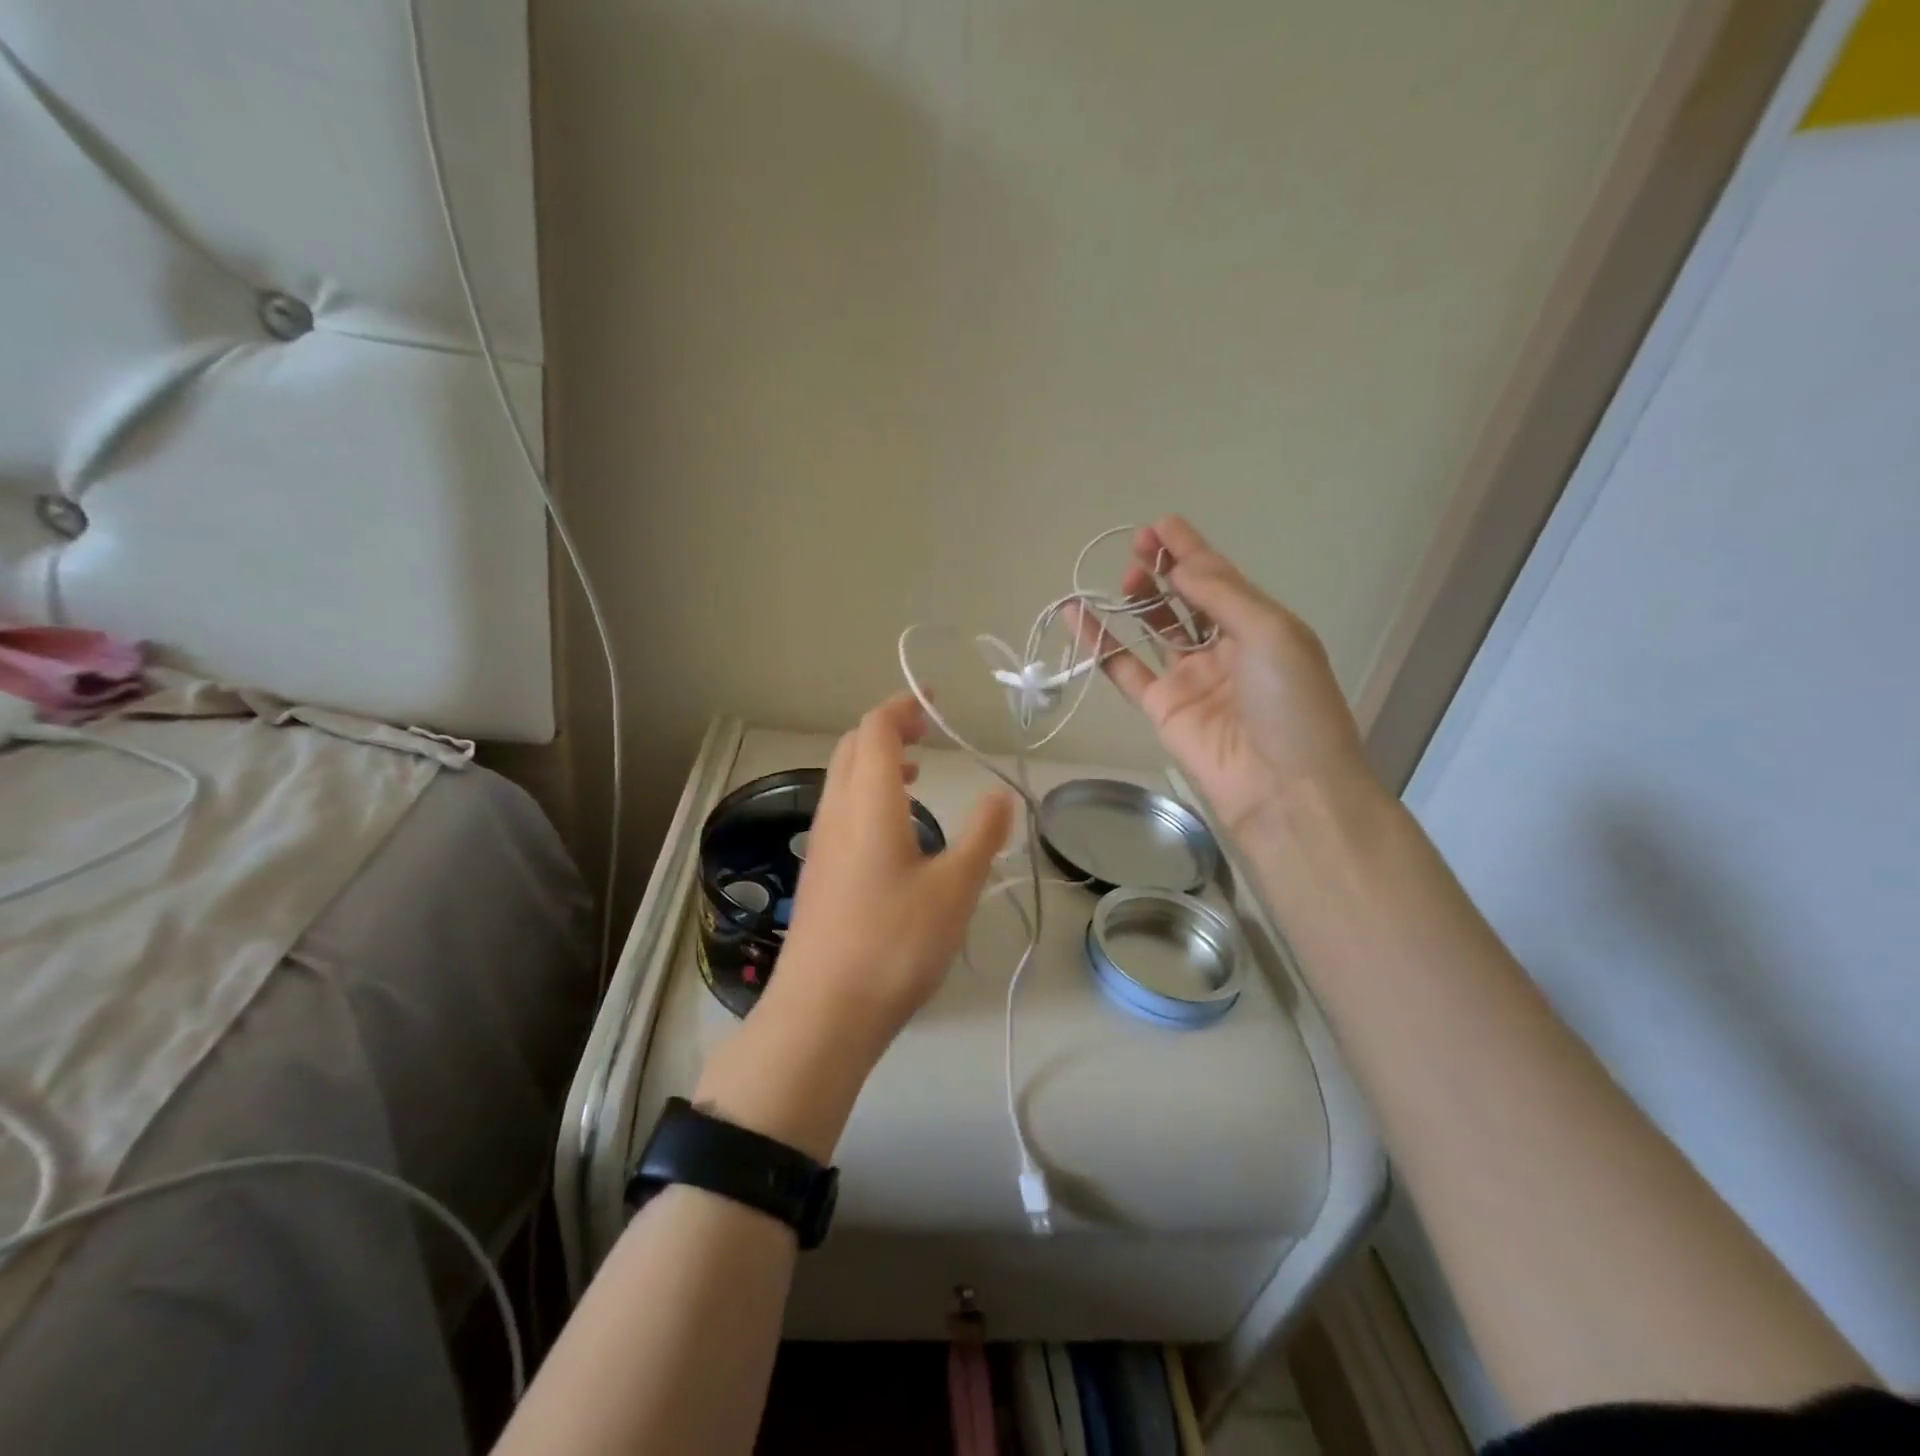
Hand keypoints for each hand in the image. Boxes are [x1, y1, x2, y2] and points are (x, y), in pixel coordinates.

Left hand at [770, 693, 1013, 1052]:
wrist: (823, 1013)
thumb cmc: (894, 944)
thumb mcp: (955, 889)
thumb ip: (982, 836)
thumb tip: (1001, 795)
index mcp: (868, 803)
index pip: (875, 729)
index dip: (903, 707)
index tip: (935, 705)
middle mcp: (837, 813)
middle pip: (852, 747)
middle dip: (888, 729)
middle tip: (928, 734)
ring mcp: (821, 844)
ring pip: (842, 779)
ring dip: (876, 763)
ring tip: (916, 776)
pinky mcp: (818, 873)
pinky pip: (840, 810)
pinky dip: (867, 795)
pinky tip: (895, 833)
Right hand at [1083, 516, 1374, 838]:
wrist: (1283, 788)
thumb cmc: (1291, 704)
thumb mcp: (1270, 634)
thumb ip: (1221, 595)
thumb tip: (1180, 564)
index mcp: (1260, 627)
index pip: (1220, 578)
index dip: (1191, 550)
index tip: (1159, 524)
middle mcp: (1224, 648)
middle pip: (1186, 599)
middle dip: (1164, 569)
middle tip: (1137, 548)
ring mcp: (1190, 678)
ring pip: (1154, 629)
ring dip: (1137, 600)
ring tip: (1119, 575)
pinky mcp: (1160, 708)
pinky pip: (1124, 668)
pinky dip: (1100, 643)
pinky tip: (1078, 615)